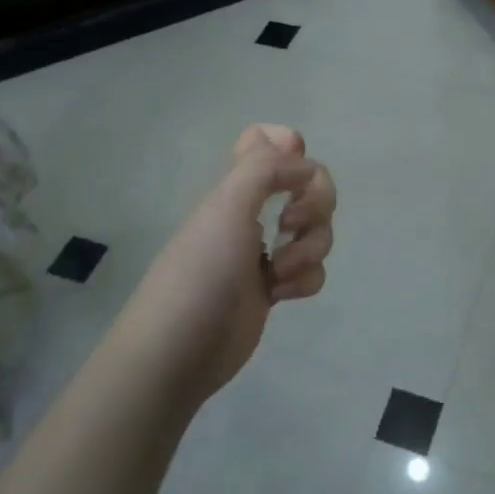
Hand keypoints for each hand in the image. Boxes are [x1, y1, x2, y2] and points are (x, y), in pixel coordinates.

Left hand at [110, 125, 335, 405]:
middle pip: (308, 185)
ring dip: (310, 247)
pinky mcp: (273, 289)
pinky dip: (305, 280)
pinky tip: (281, 296)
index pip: (264, 141)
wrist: (178, 352)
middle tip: (291, 222)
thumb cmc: (201, 272)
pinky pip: (310, 272)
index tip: (294, 169)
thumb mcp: (228, 206)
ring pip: (316, 231)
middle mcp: (251, 212)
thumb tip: (306, 163)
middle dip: (316, 203)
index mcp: (236, 187)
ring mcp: (263, 252)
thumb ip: (267, 169)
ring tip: (280, 272)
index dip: (289, 146)